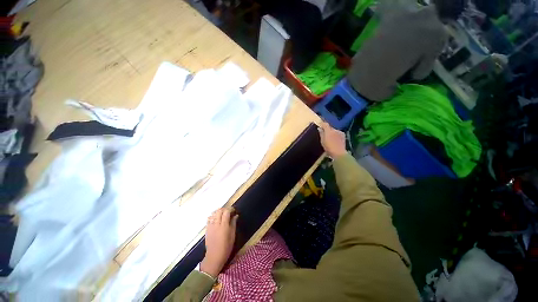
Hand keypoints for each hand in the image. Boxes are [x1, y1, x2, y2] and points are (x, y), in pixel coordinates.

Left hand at [200, 207, 237, 277]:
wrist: (214, 256)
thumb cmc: (226, 247)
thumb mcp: (233, 236)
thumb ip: (233, 224)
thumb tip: (236, 216)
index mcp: (224, 226)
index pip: (226, 212)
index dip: (231, 209)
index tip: (234, 211)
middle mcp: (216, 224)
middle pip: (219, 211)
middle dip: (225, 209)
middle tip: (229, 212)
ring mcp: (210, 226)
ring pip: (214, 213)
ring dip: (219, 212)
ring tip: (223, 214)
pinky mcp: (207, 229)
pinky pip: (209, 218)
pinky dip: (213, 216)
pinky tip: (216, 219)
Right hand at [318, 121, 346, 158]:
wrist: (339, 153)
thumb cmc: (329, 148)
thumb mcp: (322, 141)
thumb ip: (321, 134)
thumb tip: (319, 128)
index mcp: (329, 131)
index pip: (325, 124)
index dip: (322, 124)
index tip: (320, 125)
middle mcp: (335, 130)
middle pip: (330, 127)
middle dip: (327, 129)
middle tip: (324, 134)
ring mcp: (340, 132)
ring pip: (334, 130)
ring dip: (331, 132)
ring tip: (330, 138)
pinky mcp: (343, 135)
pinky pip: (337, 133)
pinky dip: (335, 135)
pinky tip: (334, 140)